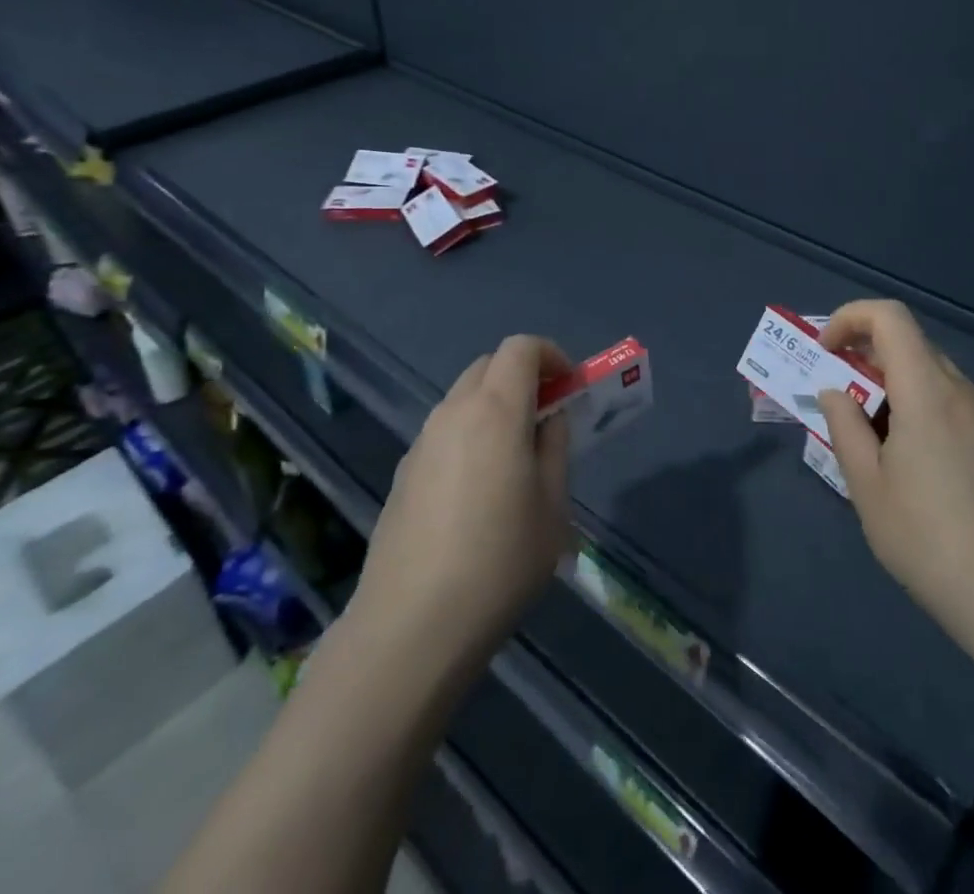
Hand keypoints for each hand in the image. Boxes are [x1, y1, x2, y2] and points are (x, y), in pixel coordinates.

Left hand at [349, 335, 573, 681]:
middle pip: (489, 365)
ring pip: (464, 397)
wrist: (413, 626)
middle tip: (547, 417)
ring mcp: (422, 442)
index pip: (521, 348)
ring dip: (495, 405)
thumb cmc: (500, 561)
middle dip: (523, 376)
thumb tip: (549, 420)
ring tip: (515, 458)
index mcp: (495, 410)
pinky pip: (445, 431)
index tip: (570, 388)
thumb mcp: (552, 506)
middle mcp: (453, 412)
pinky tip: (478, 491)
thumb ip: (555, 448)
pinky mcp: (403, 473)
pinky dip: (470, 433)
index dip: (551, 355)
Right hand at [815, 300, 973, 662]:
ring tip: (864, 435)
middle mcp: (961, 392)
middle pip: (909, 343)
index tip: (824, 352)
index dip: (850, 318)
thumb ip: (844, 427)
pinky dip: (914, 407)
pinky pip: (948, 403)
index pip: (890, 317)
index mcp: (927, 391)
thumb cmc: (930, 542)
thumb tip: (835, 392)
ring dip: (889, 385)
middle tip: (835, 395)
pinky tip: (905, 461)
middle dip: (864, 355)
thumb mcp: (868, 487)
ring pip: (928, 375)